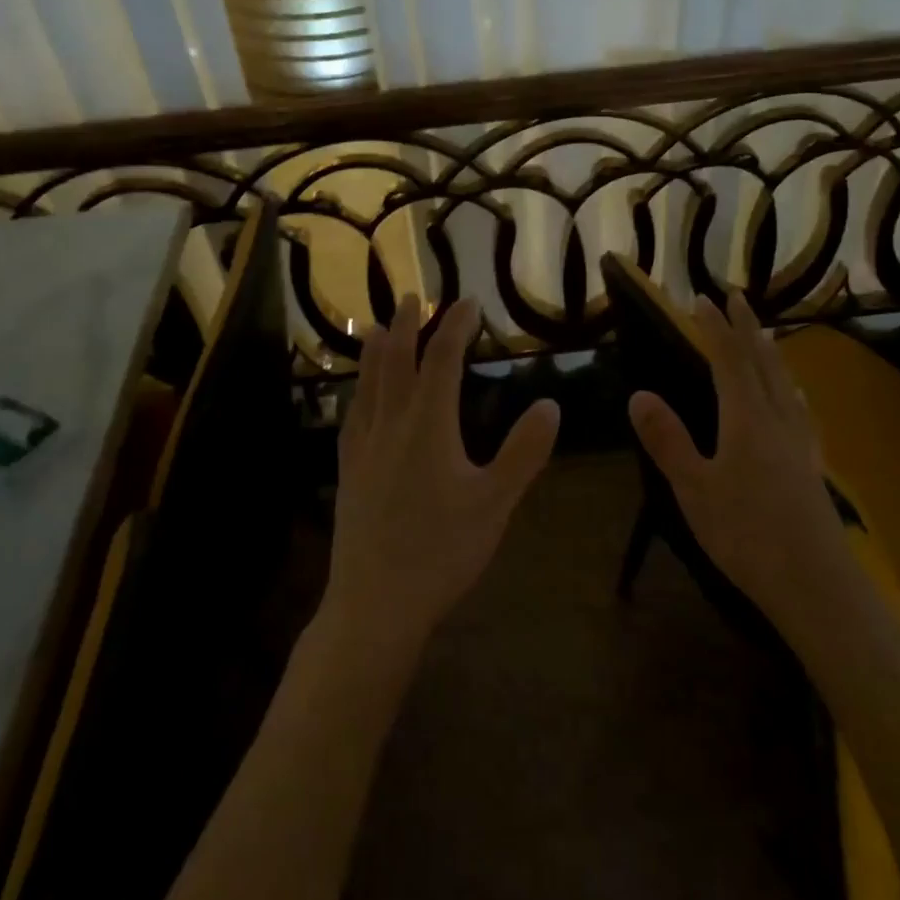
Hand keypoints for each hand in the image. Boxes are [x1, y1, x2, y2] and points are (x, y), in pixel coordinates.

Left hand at [324, 295, 560, 654]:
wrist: (375, 602)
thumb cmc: (441, 551)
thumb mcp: (495, 503)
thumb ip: (524, 452)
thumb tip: (550, 404)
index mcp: (429, 425)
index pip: (442, 360)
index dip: (455, 326)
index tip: (468, 302)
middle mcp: (392, 424)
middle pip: (397, 361)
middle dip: (408, 325)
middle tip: (413, 297)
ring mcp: (365, 447)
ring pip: (369, 384)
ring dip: (377, 351)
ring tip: (380, 328)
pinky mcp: (349, 471)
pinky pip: (352, 415)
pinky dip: (359, 391)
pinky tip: (358, 396)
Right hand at [627, 292, 847, 626]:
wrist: (818, 586)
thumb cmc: (747, 535)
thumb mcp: (694, 490)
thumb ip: (668, 440)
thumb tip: (639, 393)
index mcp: (746, 419)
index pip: (728, 360)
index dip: (715, 328)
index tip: (702, 298)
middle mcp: (777, 420)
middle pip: (763, 362)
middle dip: (747, 327)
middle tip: (738, 297)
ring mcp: (800, 443)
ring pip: (785, 383)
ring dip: (771, 352)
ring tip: (765, 334)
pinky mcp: (812, 467)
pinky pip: (801, 411)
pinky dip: (791, 390)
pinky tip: (796, 398)